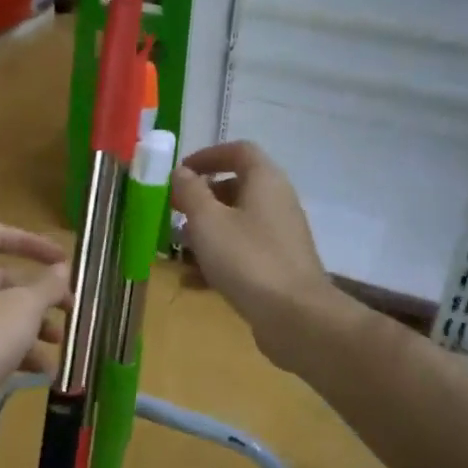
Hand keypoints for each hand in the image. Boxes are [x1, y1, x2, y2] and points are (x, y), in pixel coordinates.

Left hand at [0, 223, 70, 455]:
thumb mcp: (25, 306)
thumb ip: (47, 285)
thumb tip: (61, 270)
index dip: (34, 243)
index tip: (64, 260)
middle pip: (4, 278)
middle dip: (40, 294)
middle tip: (70, 309)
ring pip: (1, 313)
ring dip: (34, 325)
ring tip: (60, 343)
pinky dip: (17, 350)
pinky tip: (44, 370)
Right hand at [170, 141, 333, 365]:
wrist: (295, 316)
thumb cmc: (247, 259)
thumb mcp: (207, 221)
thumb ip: (190, 192)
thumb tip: (181, 173)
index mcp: (265, 181)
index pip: (239, 151)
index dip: (207, 156)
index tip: (179, 173)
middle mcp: (277, 203)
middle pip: (236, 189)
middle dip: (200, 200)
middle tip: (172, 213)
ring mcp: (279, 237)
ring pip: (236, 224)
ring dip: (204, 233)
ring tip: (176, 250)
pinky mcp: (277, 267)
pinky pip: (242, 254)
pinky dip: (217, 261)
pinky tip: (191, 282)